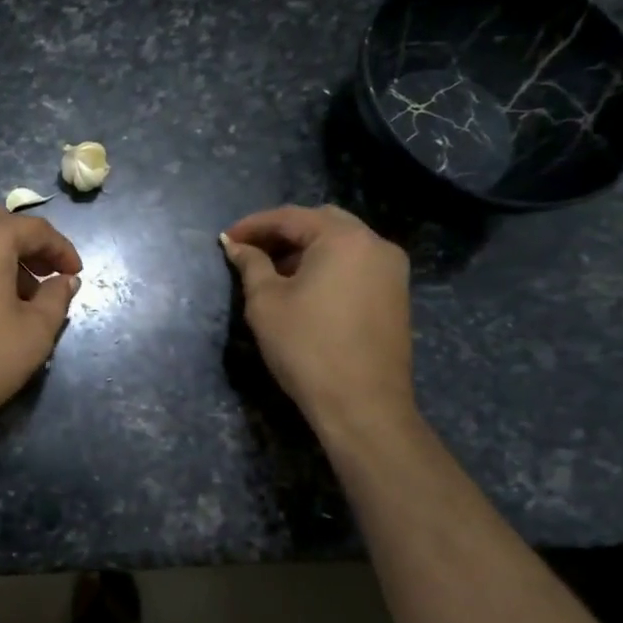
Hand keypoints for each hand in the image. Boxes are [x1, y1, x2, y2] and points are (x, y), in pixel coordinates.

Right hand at [220, 204, 415, 434]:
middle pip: (320, 222)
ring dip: (305, 249)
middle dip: (282, 233)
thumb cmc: (307, 347)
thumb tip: (237, 246)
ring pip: (341, 243)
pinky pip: (355, 265)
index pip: (290, 217)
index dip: (253, 225)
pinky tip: (303, 288)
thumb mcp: (266, 302)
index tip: (226, 239)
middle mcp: (375, 244)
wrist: (363, 405)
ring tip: (271, 272)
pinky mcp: (396, 295)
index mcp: (343, 238)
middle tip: (250, 251)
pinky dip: (327, 266)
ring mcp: (392, 270)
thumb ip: (251, 265)